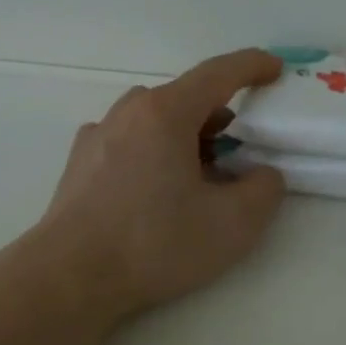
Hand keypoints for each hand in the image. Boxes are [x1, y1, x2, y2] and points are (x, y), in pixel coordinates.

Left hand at [35, 48, 287, 320]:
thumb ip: (264, 190)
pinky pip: (129, 143)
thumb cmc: (155, 244)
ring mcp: (97, 136)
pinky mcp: (79, 164)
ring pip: (154, 122)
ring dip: (184, 138)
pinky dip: (154, 154)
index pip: (218, 74)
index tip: (275, 69)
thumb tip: (261, 174)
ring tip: (199, 178)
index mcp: (165, 113)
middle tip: (239, 151)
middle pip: (184, 99)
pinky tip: (156, 193)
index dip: (252, 66)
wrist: (71, 278)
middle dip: (218, 117)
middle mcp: (127, 113)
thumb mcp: (233, 224)